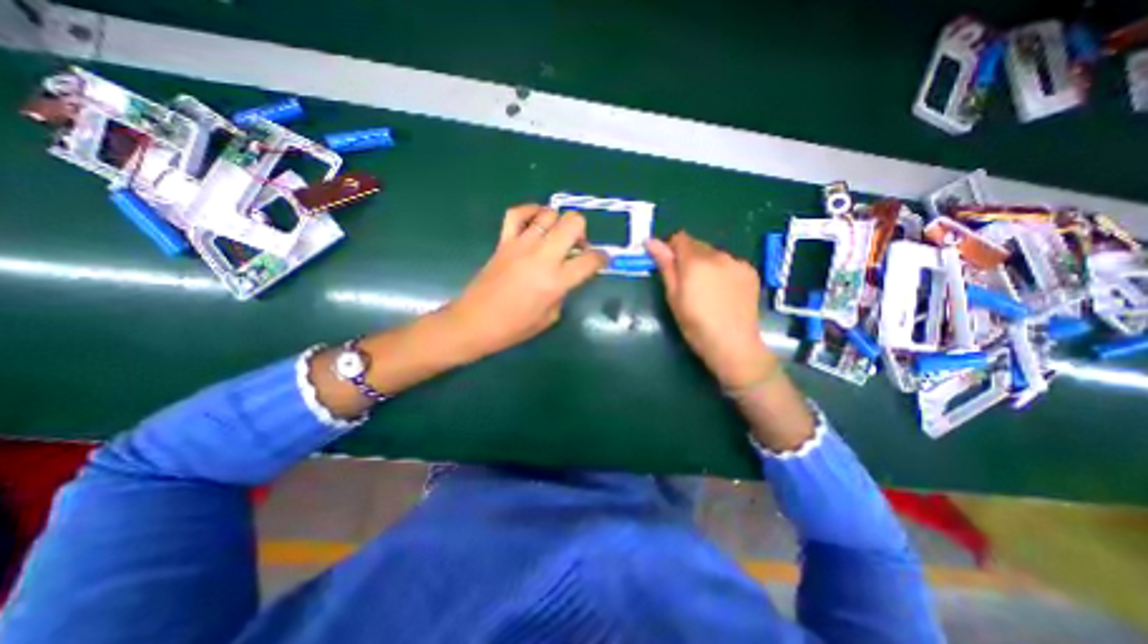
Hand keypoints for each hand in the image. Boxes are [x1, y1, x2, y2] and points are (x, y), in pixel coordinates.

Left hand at [443, 203, 608, 359]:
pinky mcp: (503, 242)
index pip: (590, 260)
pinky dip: (530, 211)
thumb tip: (566, 276)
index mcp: (556, 281)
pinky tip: (536, 221)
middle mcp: (542, 257)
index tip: (602, 260)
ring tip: (555, 236)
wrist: (475, 323)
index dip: (602, 258)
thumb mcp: (550, 317)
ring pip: (549, 214)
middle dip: (582, 231)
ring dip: (559, 223)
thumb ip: (563, 292)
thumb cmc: (514, 328)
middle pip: (573, 223)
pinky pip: (517, 214)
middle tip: (577, 246)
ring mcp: (521, 245)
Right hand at [649, 234, 775, 389]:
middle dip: (689, 258)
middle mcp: (718, 255)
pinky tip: (724, 293)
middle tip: (688, 284)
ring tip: (708, 291)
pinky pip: (730, 264)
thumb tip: (651, 241)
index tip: (670, 268)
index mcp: (695, 261)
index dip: (671, 250)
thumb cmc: (695, 324)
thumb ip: (665, 266)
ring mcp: (737, 262)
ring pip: (714, 255)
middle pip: (698, 246)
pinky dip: (723, 272)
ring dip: (707, 265)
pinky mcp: (750, 272)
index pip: (680, 238)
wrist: (733, 344)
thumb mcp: (673, 296)